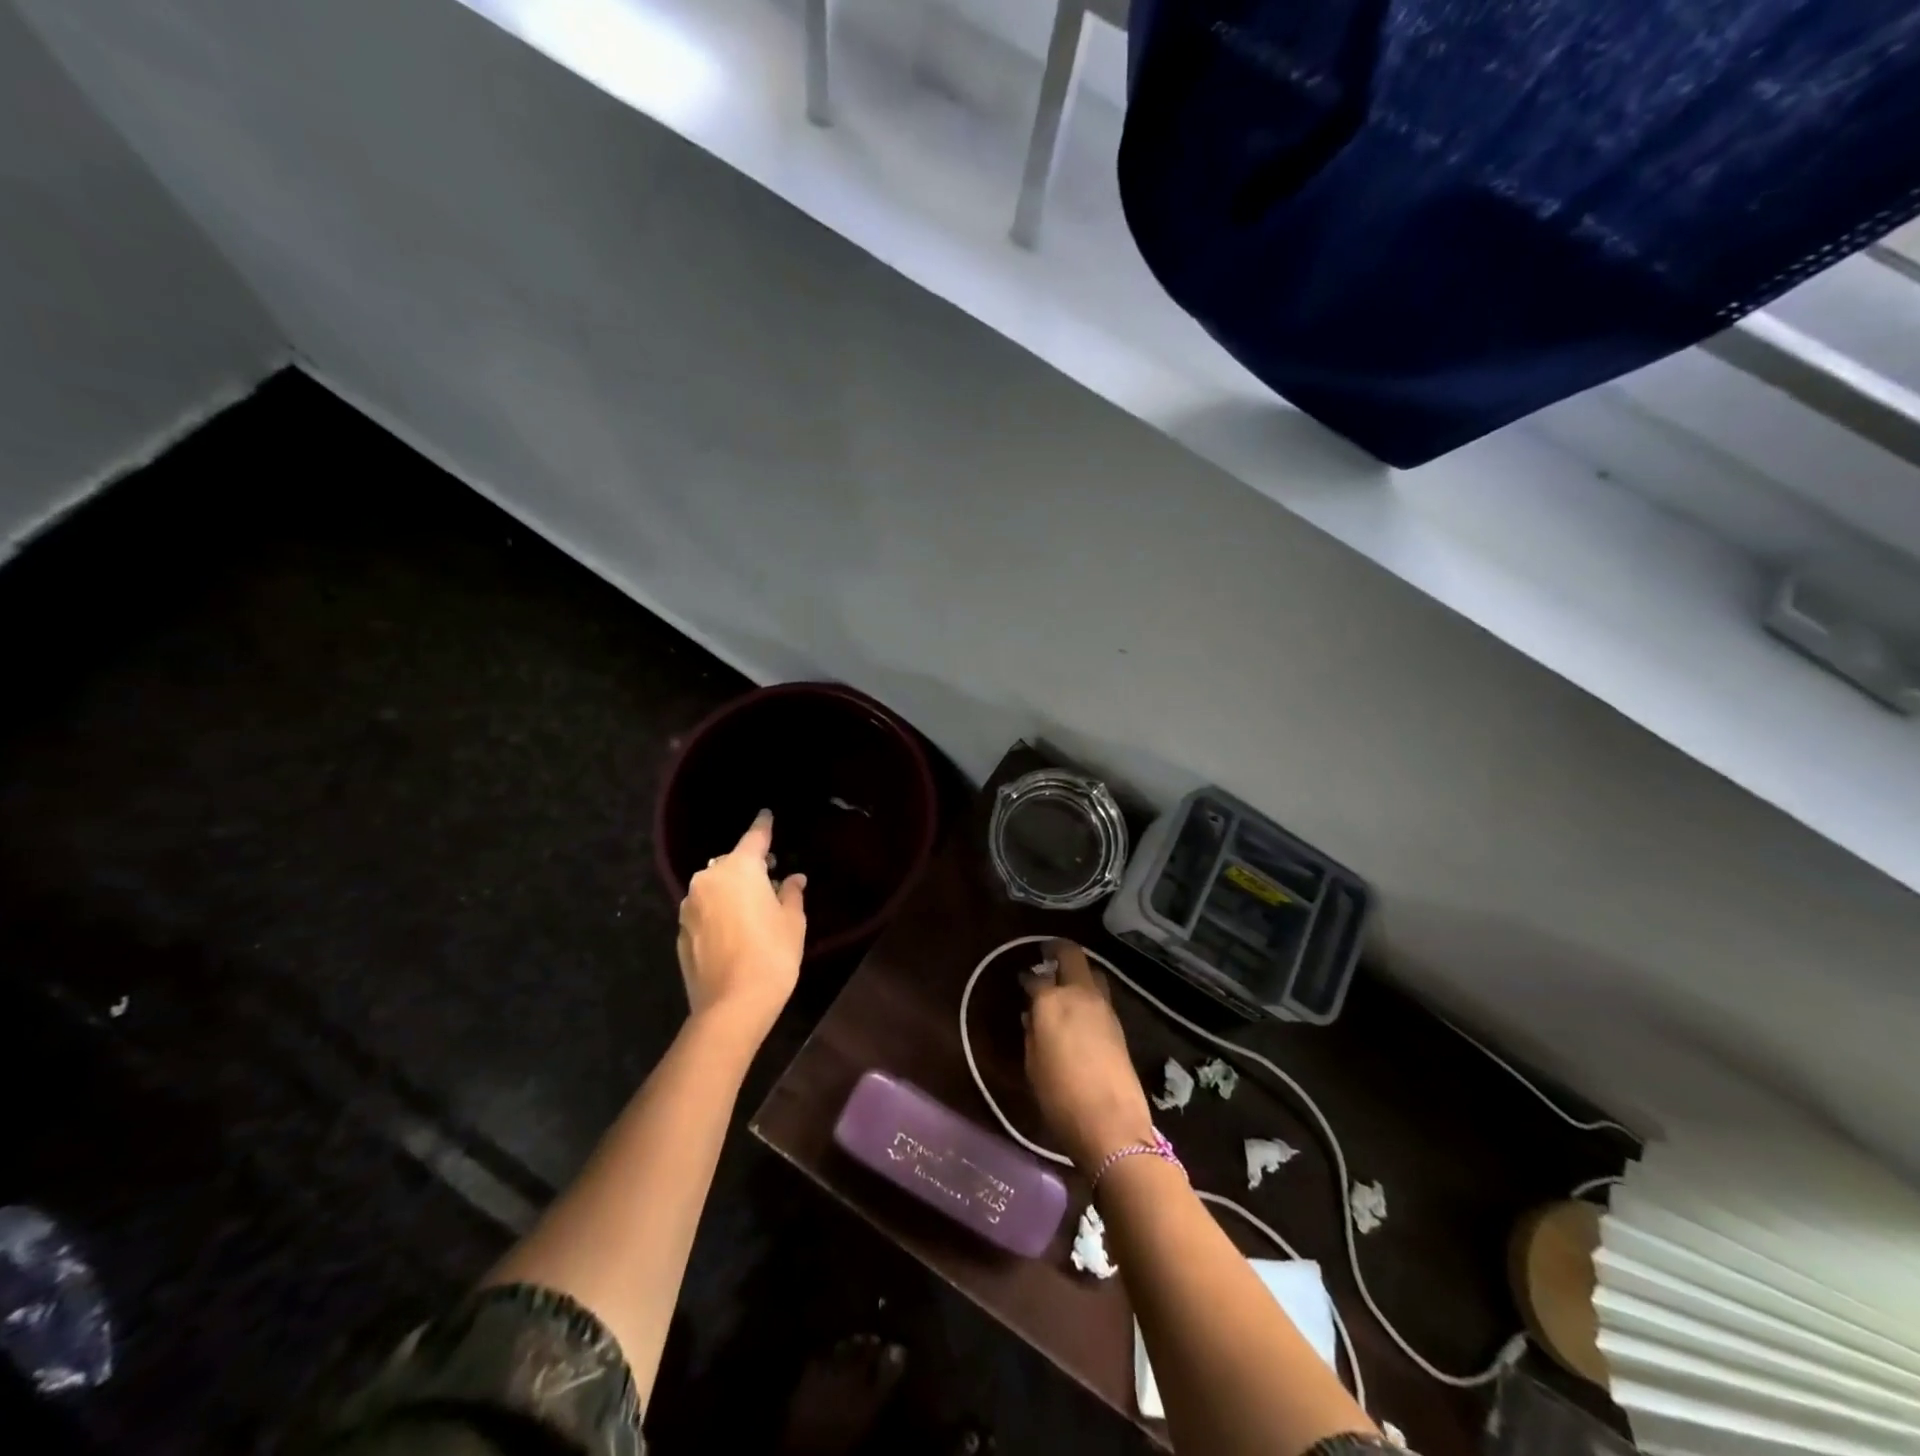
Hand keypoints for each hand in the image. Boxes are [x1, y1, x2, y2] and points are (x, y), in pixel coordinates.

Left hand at [676, 810, 806, 1045]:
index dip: (763, 826)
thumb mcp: (792, 921)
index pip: (754, 837)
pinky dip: (718, 912)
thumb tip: (792, 879)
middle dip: (748, 866)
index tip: (766, 815)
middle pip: (730, 863)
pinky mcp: (680, 932)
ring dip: (731, 890)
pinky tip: (734, 930)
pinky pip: (704, 910)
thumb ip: (790, 893)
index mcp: (739, 869)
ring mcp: (689, 907)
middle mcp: (708, 880)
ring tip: (752, 907)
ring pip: (714, 887)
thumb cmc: (772, 955)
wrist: (731, 1006)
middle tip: (769, 876)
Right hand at [1022, 939, 1155, 1173]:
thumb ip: (1032, 1033)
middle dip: (1057, 951)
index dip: (1026, 979)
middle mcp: (1079, 994)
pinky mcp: (1118, 1023)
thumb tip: (1033, 1016)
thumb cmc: (1061, 1097)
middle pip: (1072, 956)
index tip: (1021, 982)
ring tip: (1065, 985)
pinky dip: (1089, 994)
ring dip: (1078, 972)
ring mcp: (1103, 1007)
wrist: (1112, 1125)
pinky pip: (1100, 995)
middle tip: (1046, 957)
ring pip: (1092, 972)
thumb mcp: (1033, 1065)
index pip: (1035, 978)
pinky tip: (1080, 1010)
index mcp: (1051, 1001)